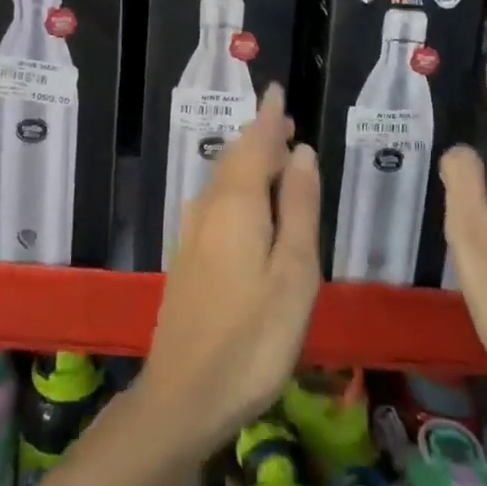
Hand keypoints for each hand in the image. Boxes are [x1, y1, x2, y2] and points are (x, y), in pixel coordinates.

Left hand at [138, 85, 321, 455]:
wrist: (184, 394)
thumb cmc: (253, 337)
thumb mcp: (294, 274)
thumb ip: (299, 209)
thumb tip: (302, 152)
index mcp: (237, 203)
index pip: (255, 144)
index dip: (270, 117)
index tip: (278, 91)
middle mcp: (209, 207)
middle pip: (235, 157)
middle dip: (260, 136)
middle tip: (286, 124)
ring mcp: (193, 232)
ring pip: (223, 179)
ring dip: (247, 160)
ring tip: (273, 156)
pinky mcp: (188, 256)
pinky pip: (216, 201)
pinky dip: (237, 187)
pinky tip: (247, 204)